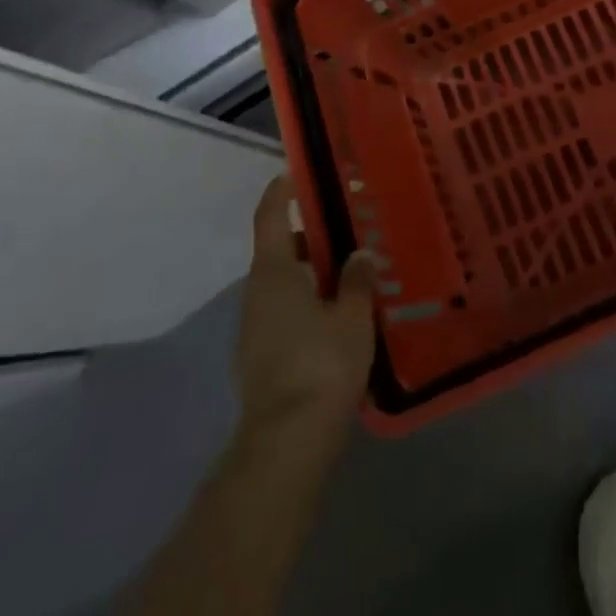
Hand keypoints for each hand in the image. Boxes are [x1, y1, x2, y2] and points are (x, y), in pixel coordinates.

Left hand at [236, 175, 376, 443]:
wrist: (287, 442)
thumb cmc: (321, 363)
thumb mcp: (352, 315)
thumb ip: (357, 280)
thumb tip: (360, 255)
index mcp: (274, 273)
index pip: (271, 217)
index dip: (281, 192)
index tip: (295, 173)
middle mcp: (257, 294)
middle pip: (280, 251)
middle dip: (312, 239)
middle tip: (350, 232)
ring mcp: (255, 329)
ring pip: (284, 285)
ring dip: (313, 275)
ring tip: (354, 275)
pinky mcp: (261, 358)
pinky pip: (286, 313)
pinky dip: (309, 304)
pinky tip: (340, 317)